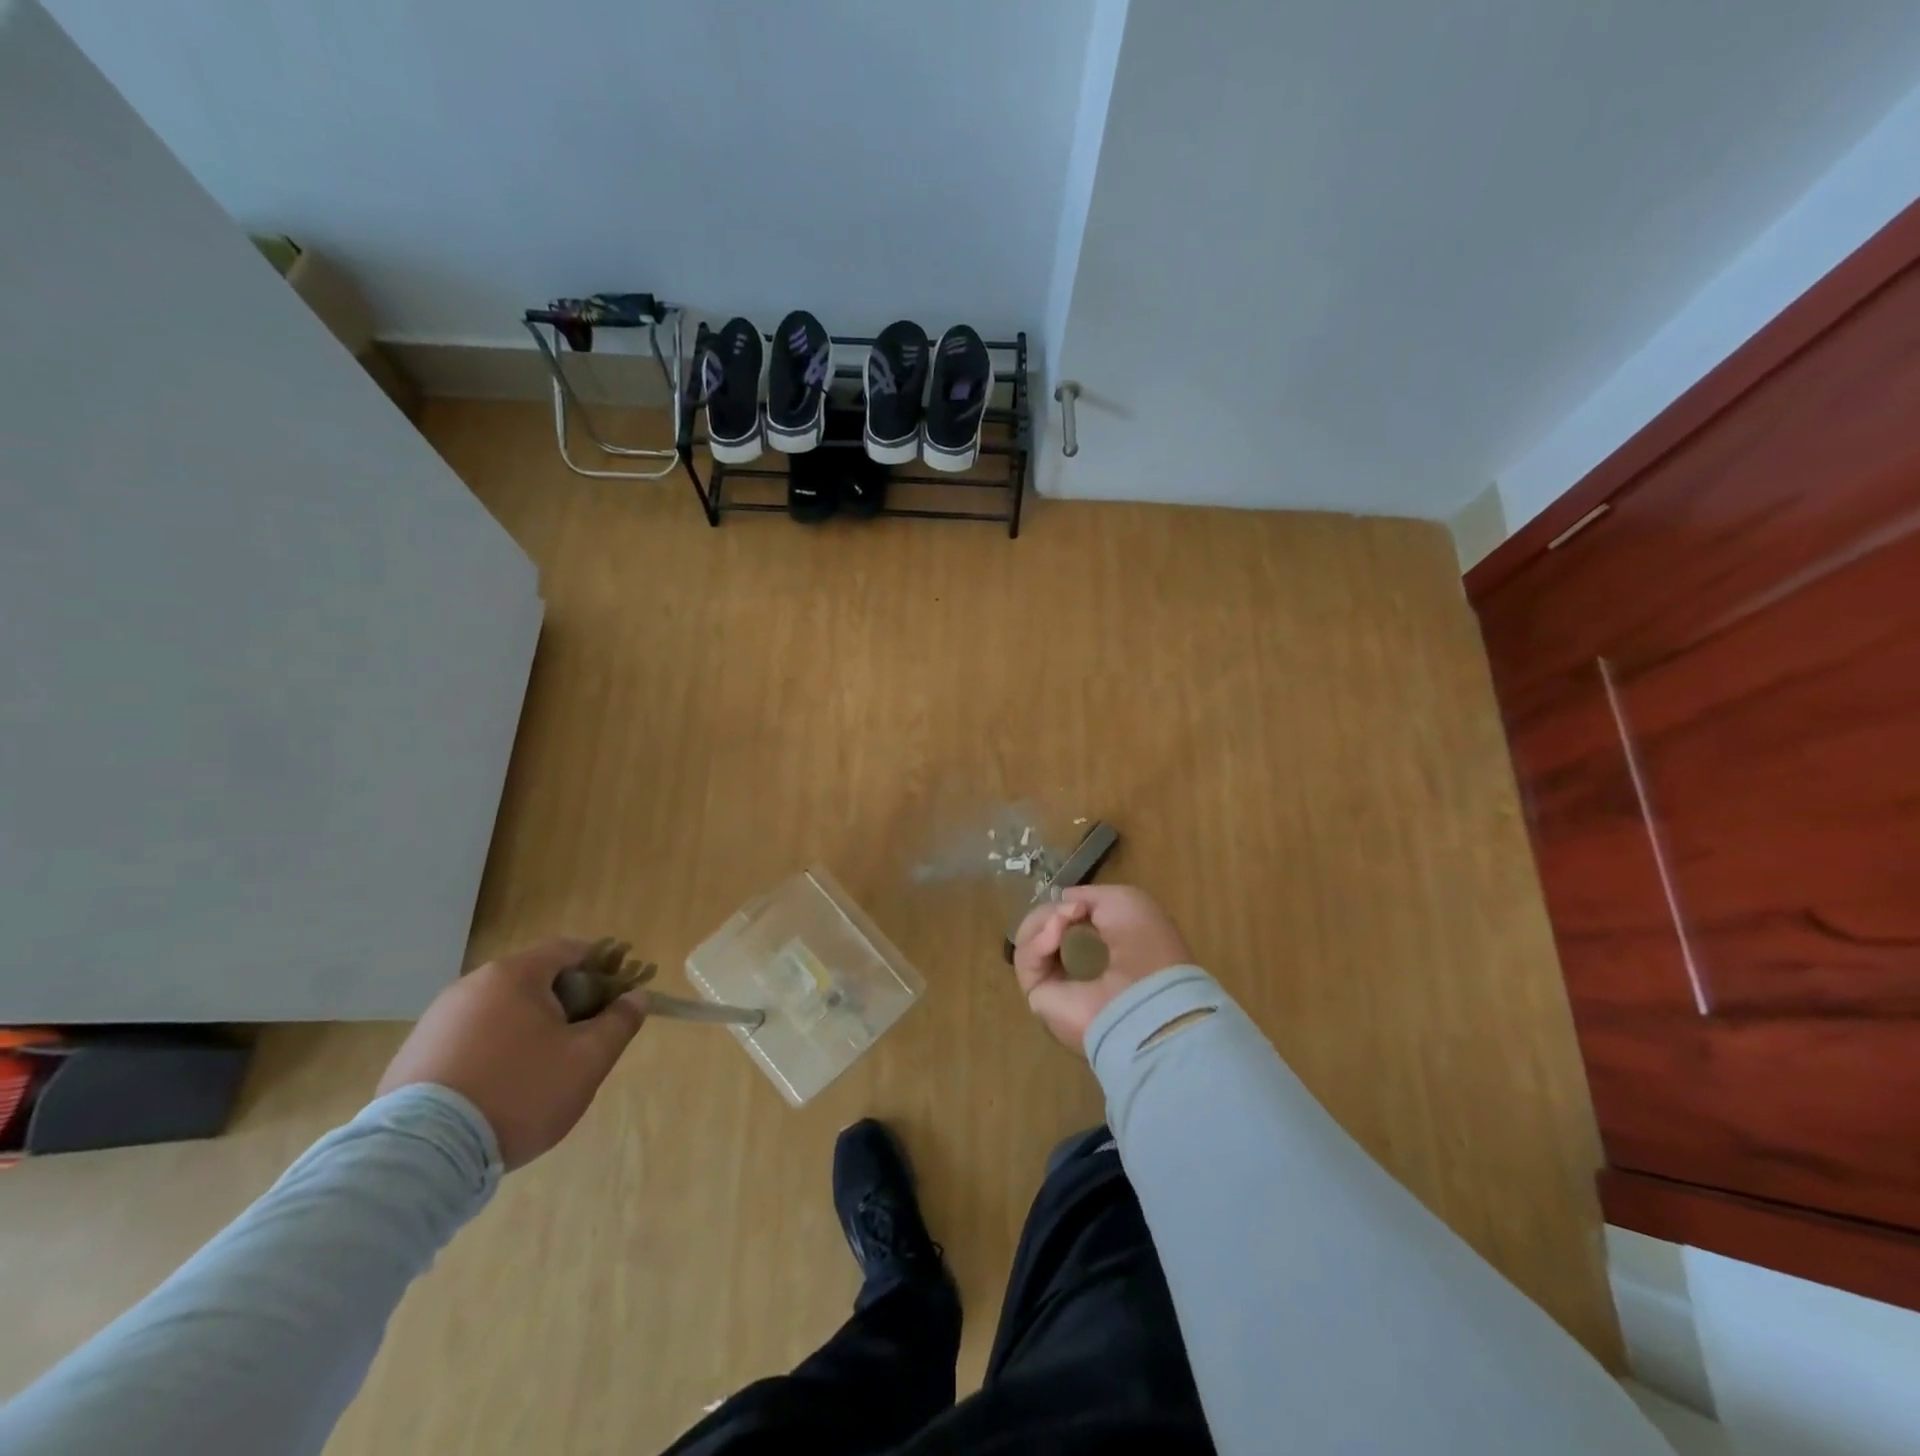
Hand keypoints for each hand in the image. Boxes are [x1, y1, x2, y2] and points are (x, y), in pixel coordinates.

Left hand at [377, 939, 645, 1168]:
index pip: (570, 950)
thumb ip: (619, 1022)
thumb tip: (638, 996)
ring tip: (543, 1069)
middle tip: (586, 1037)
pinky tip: (501, 1088)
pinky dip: (494, 1049)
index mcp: (514, 975)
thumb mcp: (587, 1060)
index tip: (619, 994)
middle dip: (567, 1001)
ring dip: (530, 1027)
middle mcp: (471, 985)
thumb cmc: (518, 1093)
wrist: (420, 1158)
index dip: (602, 965)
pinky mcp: (413, 1055)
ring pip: (501, 1010)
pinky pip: (470, 1038)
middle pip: (534, 979)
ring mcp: (436, 1020)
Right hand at [1013, 885, 1191, 1054]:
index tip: (1077, 903)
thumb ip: (1088, 896)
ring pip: (1030, 942)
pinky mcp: (1038, 998)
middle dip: (1051, 912)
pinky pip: (1026, 961)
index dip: (1066, 906)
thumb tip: (1061, 902)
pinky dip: (1037, 941)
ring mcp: (1057, 985)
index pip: (1068, 923)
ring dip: (1044, 922)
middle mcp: (1079, 969)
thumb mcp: (1123, 901)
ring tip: (1063, 920)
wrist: (1146, 994)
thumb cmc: (1144, 945)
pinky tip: (1056, 933)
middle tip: (1071, 911)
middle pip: (1044, 930)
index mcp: (1104, 950)